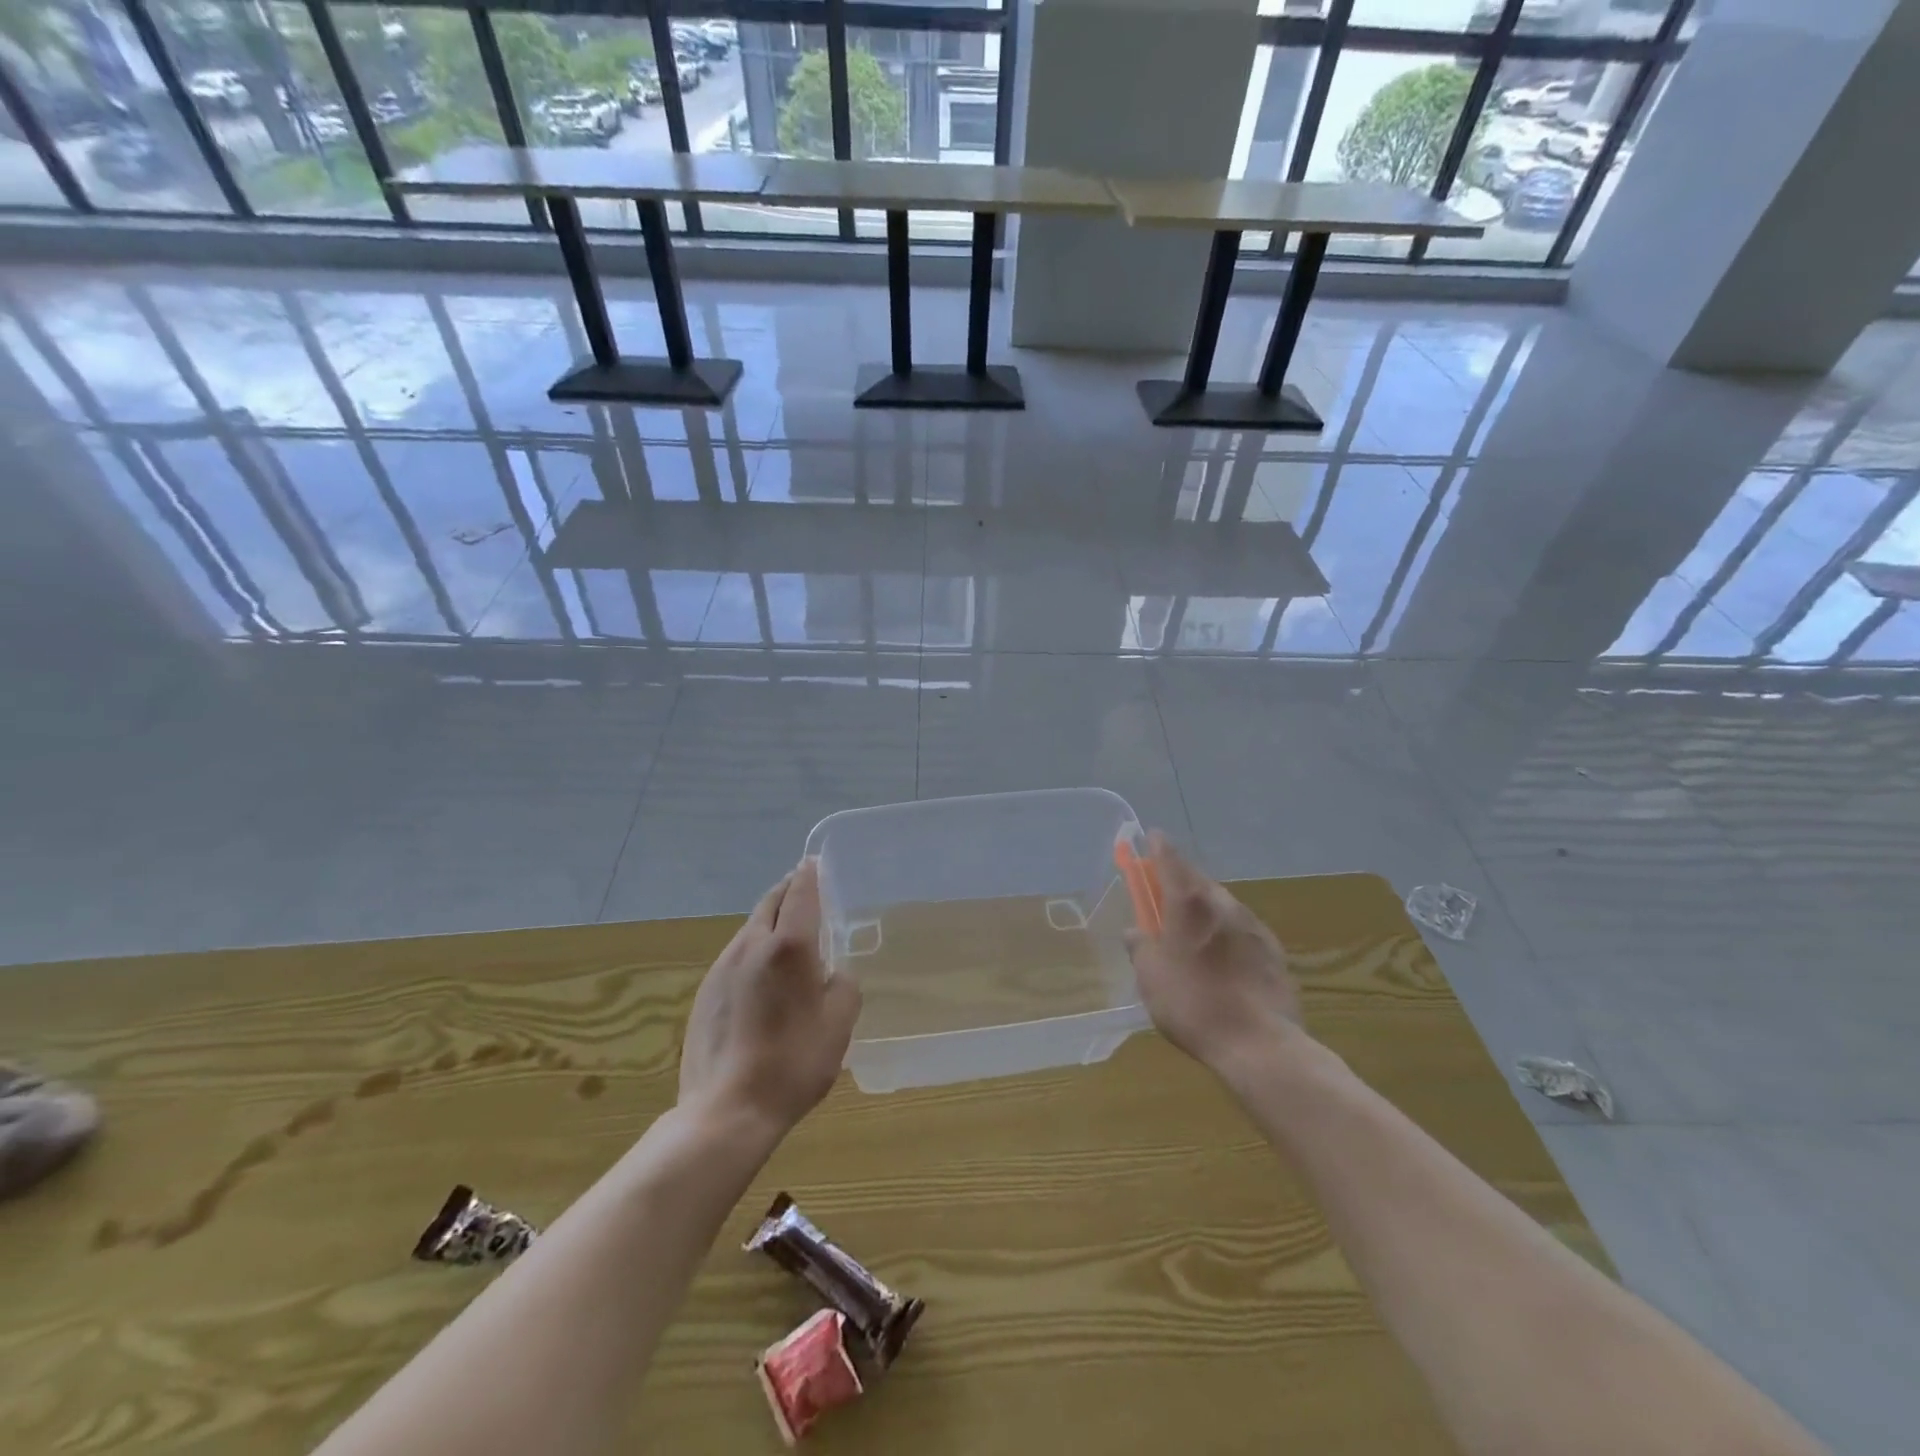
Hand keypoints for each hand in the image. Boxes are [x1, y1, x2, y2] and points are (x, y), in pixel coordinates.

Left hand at [678, 859, 861, 1135]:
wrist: (727, 1110)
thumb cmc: (794, 1062)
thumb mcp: (840, 1024)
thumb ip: (844, 986)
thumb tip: (834, 974)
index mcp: (789, 945)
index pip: (800, 892)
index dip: (810, 874)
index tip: (816, 862)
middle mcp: (751, 945)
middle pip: (769, 902)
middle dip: (788, 890)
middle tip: (805, 891)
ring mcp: (722, 967)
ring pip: (750, 928)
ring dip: (769, 921)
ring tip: (787, 935)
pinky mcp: (705, 992)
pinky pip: (735, 955)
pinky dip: (754, 949)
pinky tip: (763, 977)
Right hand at [1125, 832, 1304, 1076]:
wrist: (1260, 1044)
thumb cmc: (1193, 1004)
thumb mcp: (1150, 978)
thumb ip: (1141, 947)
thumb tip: (1136, 932)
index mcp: (1189, 903)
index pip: (1170, 859)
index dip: (1158, 847)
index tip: (1151, 838)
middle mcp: (1224, 904)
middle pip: (1198, 880)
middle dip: (1180, 880)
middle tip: (1165, 893)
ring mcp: (1253, 926)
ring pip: (1222, 904)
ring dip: (1205, 907)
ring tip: (1192, 931)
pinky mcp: (1274, 950)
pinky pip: (1242, 929)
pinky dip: (1226, 932)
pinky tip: (1222, 957)